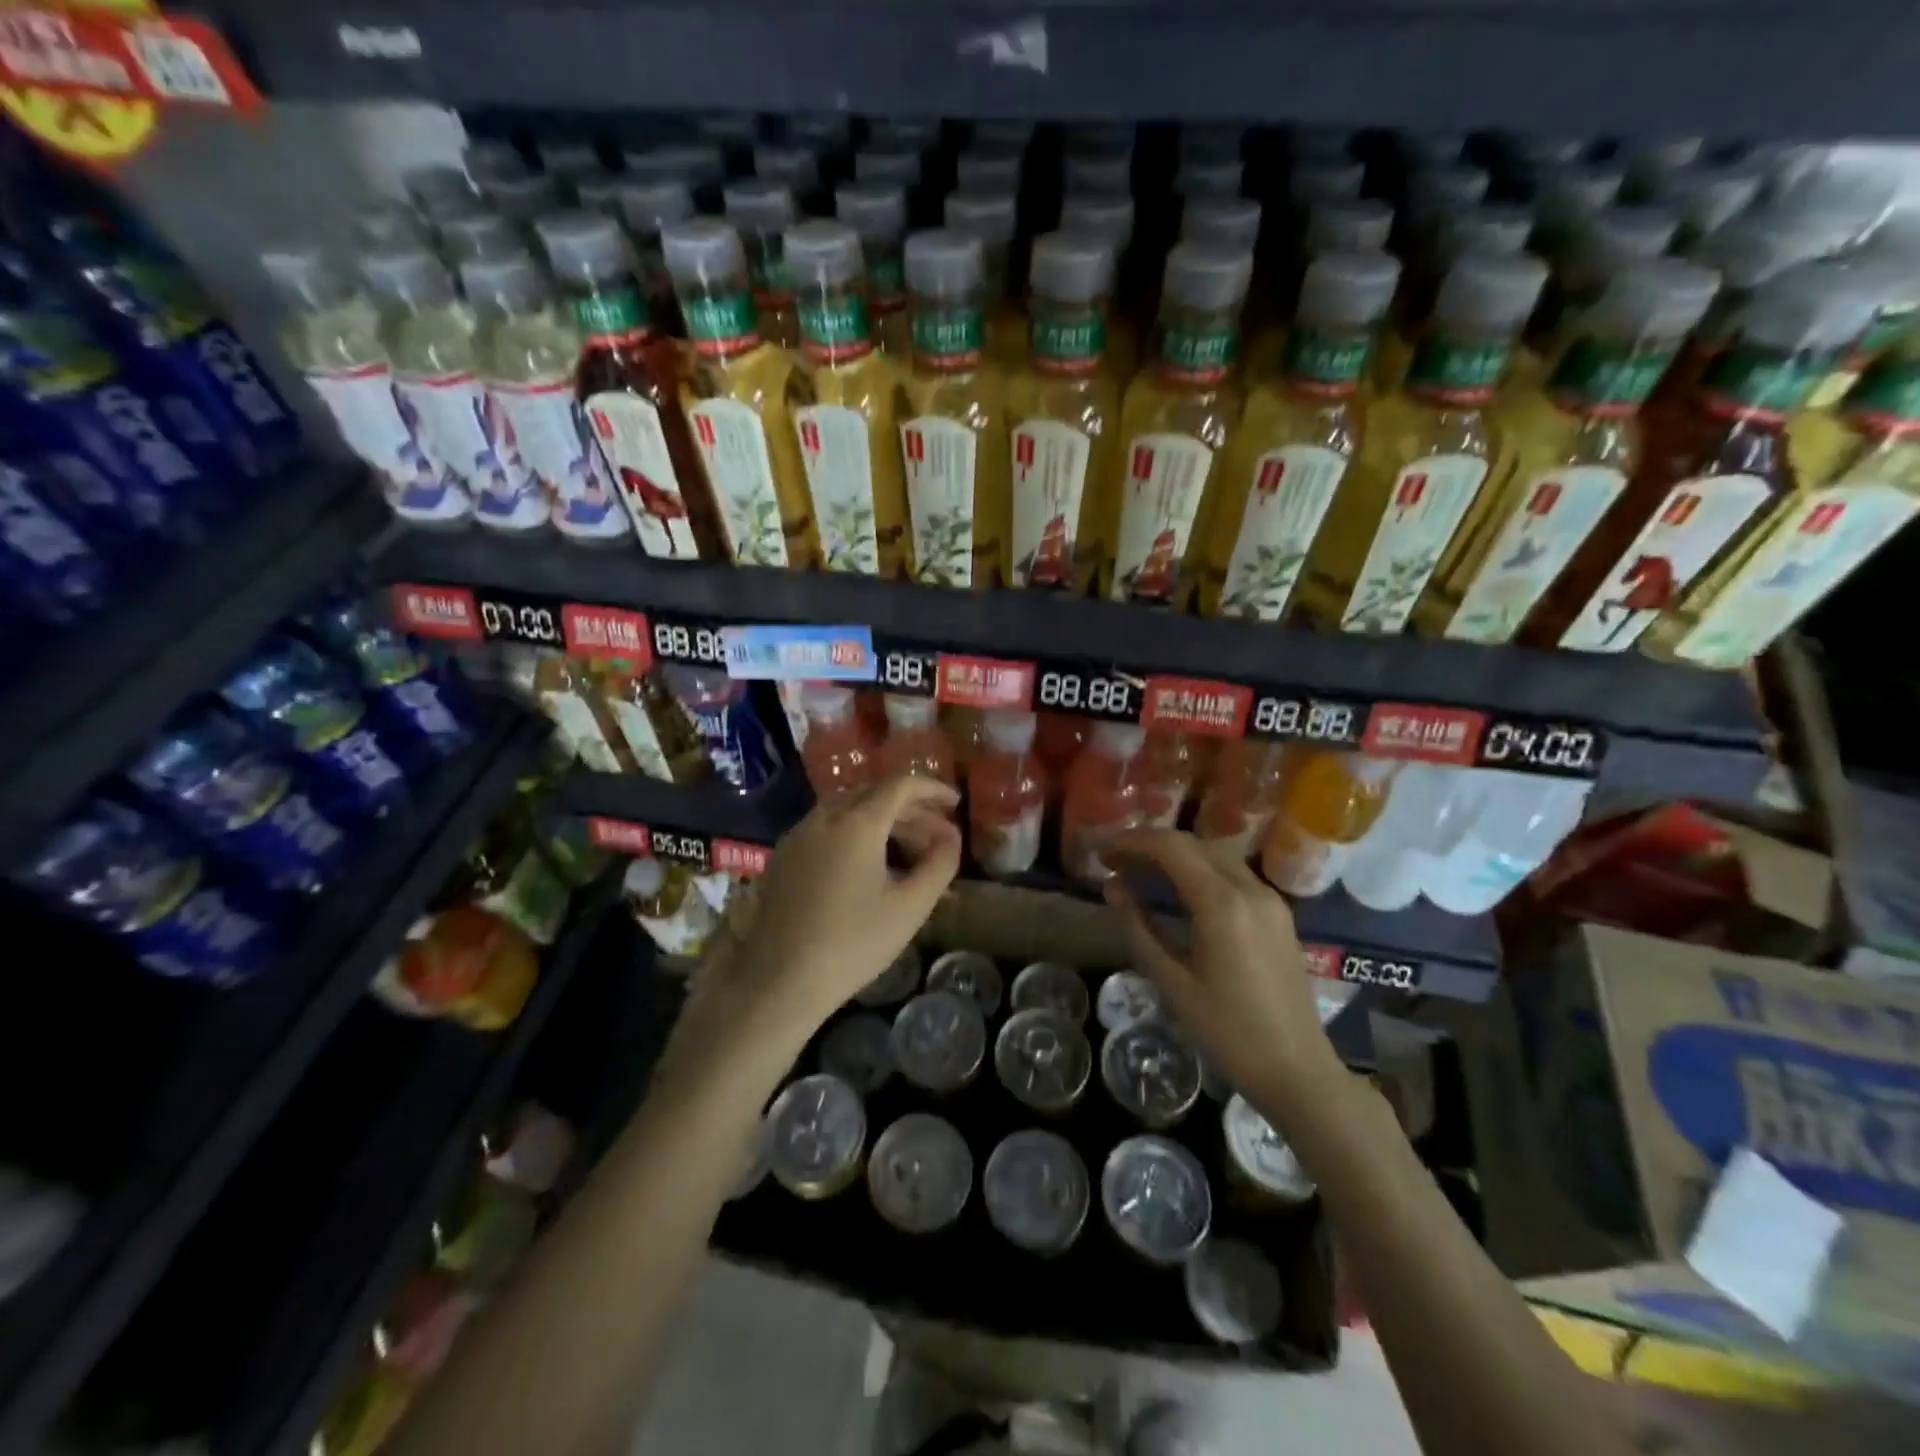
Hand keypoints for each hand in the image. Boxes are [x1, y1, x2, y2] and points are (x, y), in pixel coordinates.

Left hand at [685, 774, 960, 1056]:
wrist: (780, 981)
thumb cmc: (853, 943)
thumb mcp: (910, 907)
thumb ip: (940, 864)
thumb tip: (952, 837)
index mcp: (857, 822)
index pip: (900, 785)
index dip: (932, 788)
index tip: (955, 802)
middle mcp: (824, 817)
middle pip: (874, 794)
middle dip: (910, 808)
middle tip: (938, 832)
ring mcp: (798, 834)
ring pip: (847, 809)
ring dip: (882, 819)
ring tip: (908, 847)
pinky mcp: (783, 855)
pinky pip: (826, 827)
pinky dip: (855, 831)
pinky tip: (868, 862)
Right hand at [1103, 830, 1347, 1117]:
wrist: (1298, 1071)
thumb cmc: (1229, 1033)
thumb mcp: (1172, 984)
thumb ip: (1139, 929)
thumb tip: (1113, 888)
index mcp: (1223, 904)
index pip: (1171, 847)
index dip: (1132, 842)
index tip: (1102, 854)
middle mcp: (1250, 889)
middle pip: (1194, 843)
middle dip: (1151, 845)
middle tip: (1116, 862)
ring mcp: (1270, 899)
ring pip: (1216, 854)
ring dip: (1177, 854)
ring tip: (1141, 873)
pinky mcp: (1278, 914)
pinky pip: (1233, 873)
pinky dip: (1200, 869)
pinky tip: (1179, 891)